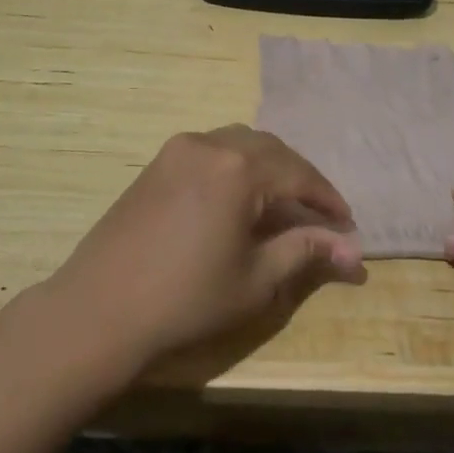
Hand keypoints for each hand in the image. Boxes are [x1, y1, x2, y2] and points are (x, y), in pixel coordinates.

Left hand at [44, 126, 365, 369]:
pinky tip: (239, 199)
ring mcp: (179, 149)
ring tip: (282, 205)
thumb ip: (306, 252)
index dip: (327, 199)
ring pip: (240, 143)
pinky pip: (211, 150)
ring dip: (268, 167)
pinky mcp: (158, 162)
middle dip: (300, 179)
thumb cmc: (186, 300)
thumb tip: (354, 251)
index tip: (347, 223)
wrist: (99, 309)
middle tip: (318, 214)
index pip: (298, 174)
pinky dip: (236, 166)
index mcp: (238, 168)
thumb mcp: (256, 280)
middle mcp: (210, 144)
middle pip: (271, 150)